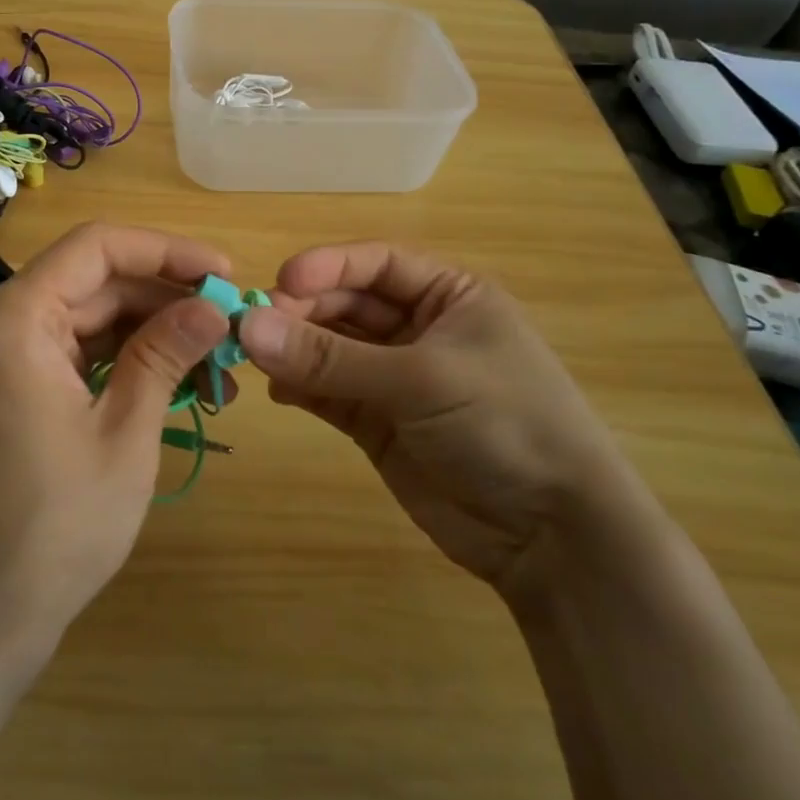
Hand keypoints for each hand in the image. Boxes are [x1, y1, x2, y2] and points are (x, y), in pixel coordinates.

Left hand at [0, 224, 233, 673]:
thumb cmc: (52, 528)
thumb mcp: (124, 435)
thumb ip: (165, 355)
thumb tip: (214, 307)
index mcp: (16, 319)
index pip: (97, 247)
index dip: (166, 251)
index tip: (224, 276)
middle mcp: (0, 325)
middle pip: (95, 283)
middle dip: (166, 302)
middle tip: (231, 331)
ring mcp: (1, 360)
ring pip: (89, 320)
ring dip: (151, 337)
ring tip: (216, 369)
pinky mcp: (9, 392)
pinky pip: (74, 355)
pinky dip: (122, 365)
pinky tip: (174, 387)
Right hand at [239, 242, 640, 593]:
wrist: (552, 536)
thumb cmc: (503, 424)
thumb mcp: (420, 379)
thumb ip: (330, 357)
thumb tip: (246, 327)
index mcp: (448, 295)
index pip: (377, 263)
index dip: (327, 267)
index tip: (280, 282)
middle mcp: (419, 328)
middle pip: (346, 304)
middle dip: (303, 312)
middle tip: (254, 328)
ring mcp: (396, 377)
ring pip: (331, 348)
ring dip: (294, 350)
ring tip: (253, 358)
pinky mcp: (377, 422)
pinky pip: (329, 392)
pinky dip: (301, 388)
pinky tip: (277, 391)